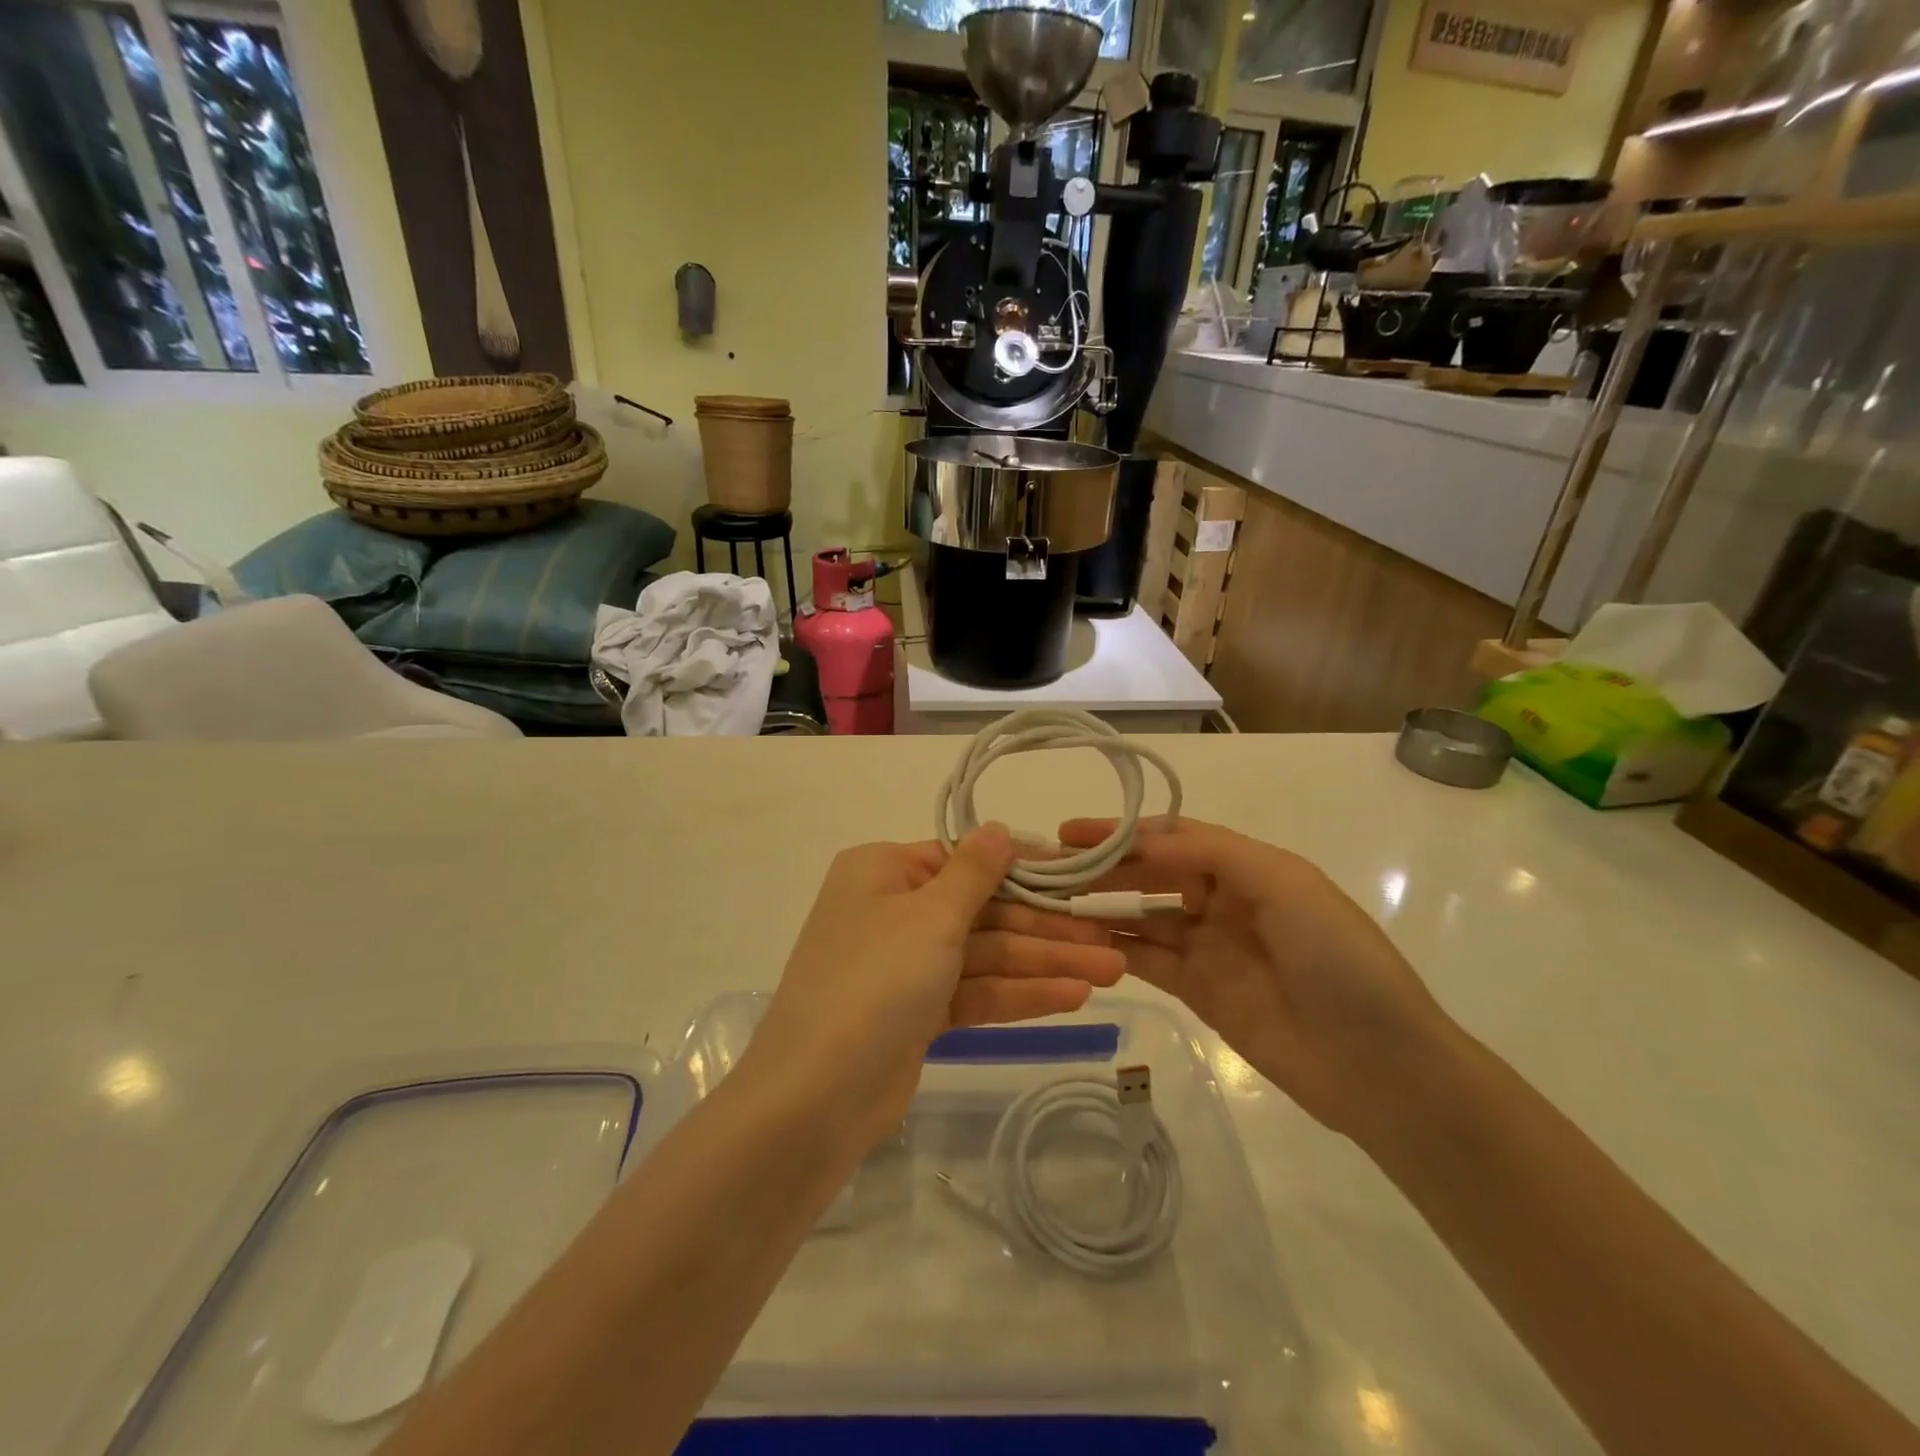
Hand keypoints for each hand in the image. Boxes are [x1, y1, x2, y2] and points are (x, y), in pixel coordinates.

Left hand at [749, 826, 1125, 1150]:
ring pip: (985, 955)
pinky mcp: (917, 1013)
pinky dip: (1019, 994)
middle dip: (1046, 927)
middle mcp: (893, 911)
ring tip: (1112, 970)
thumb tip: (997, 827)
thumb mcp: (930, 916)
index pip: (965, 860)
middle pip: (982, 911)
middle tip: (1109, 938)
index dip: (1025, 868)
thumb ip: (973, 872)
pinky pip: (975, 992)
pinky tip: (1075, 997)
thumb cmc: (875, 981)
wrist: (815, 1098)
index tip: (1079, 876)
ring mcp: (905, 965)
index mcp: (884, 871)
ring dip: (1044, 962)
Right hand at [1058, 815, 1460, 1140]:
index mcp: (1248, 866)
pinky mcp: (1199, 990)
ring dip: (1101, 907)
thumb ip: (1211, 854)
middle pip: (1151, 874)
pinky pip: (1147, 961)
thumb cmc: (1336, 958)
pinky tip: (1078, 942)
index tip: (1072, 832)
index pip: (1173, 836)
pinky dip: (1114, 949)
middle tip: (1050, 870)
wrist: (1378, 1064)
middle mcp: (1223, 899)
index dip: (1123, 831)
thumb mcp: (1284, 885)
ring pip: (1142, 916)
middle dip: (1103, 867)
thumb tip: (1141, 842)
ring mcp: (1209, 946)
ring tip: (1052, 903)